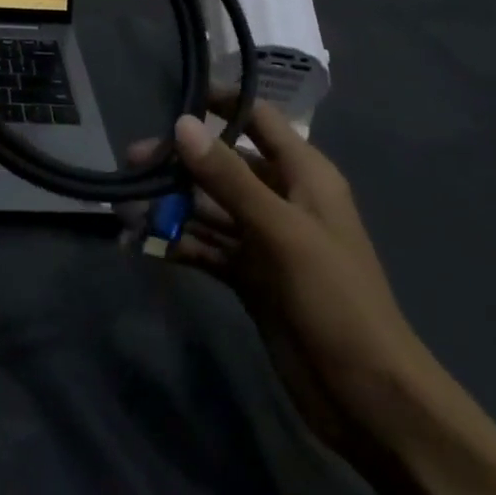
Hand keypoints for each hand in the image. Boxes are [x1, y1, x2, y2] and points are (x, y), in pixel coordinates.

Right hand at [144, 99, 445, 464]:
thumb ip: (229, 177)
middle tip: (132, 163)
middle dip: (180, 163)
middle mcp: (283, 199)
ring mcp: (265, 240)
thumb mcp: (281, 231)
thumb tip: (182, 123)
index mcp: (304, 176)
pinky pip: (207, 247)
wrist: (368, 398)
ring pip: (210, 208)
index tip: (174, 96)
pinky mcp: (250, 276)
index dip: (222, 103)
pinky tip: (144, 246)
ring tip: (126, 208)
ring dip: (172, 206)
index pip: (259, 120)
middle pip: (224, 165)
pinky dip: (179, 244)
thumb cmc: (335, 299)